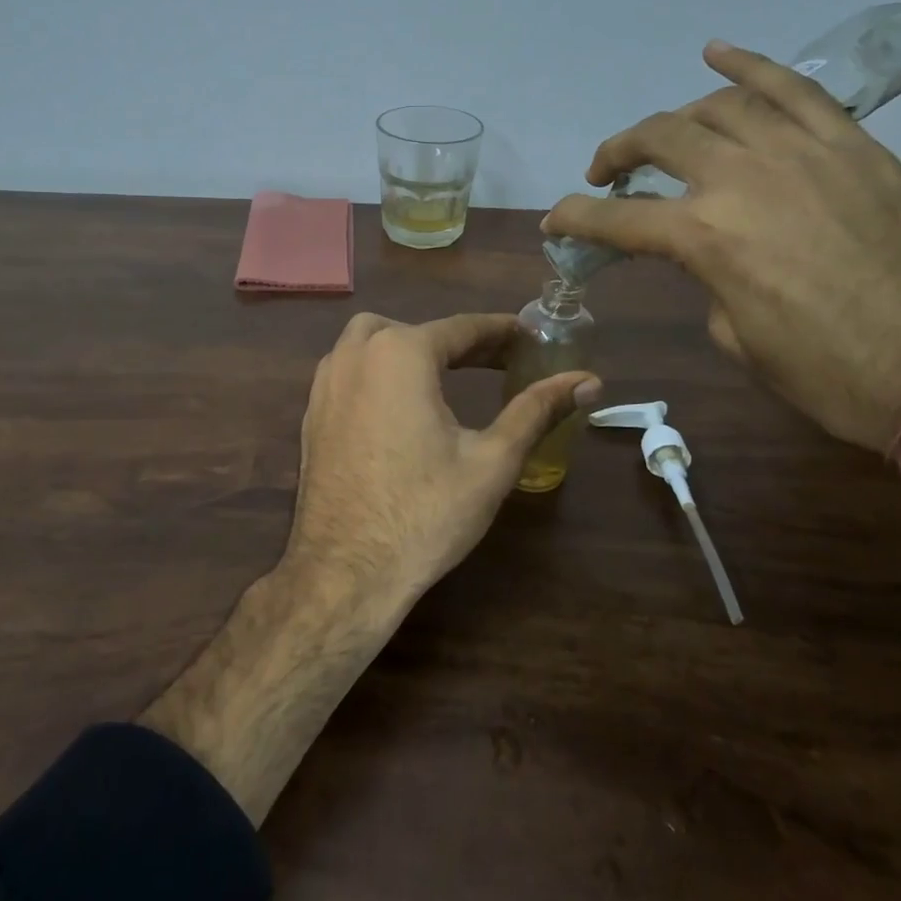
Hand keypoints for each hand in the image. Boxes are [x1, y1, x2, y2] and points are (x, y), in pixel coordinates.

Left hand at [284, 313, 601, 606]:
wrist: (345, 572)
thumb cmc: (425, 513)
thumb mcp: (492, 461)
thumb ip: (537, 410)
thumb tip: (589, 381)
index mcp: (400, 354)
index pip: (462, 328)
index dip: (502, 332)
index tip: (531, 336)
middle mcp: (355, 354)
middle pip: (416, 330)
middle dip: (459, 341)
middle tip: (498, 362)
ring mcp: (325, 383)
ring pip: (372, 342)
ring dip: (413, 349)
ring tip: (451, 375)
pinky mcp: (311, 412)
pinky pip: (349, 370)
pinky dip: (380, 370)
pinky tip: (402, 405)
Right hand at [543, 42, 900, 452]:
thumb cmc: (831, 375)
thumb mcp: (738, 339)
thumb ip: (708, 280)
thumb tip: (707, 254)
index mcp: (705, 239)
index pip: (615, 220)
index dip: (574, 220)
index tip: (554, 223)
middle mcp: (742, 179)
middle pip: (658, 140)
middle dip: (616, 155)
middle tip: (604, 176)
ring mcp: (801, 151)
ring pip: (716, 105)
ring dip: (674, 118)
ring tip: (662, 137)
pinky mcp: (851, 144)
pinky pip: (793, 87)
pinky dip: (749, 64)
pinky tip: (716, 52)